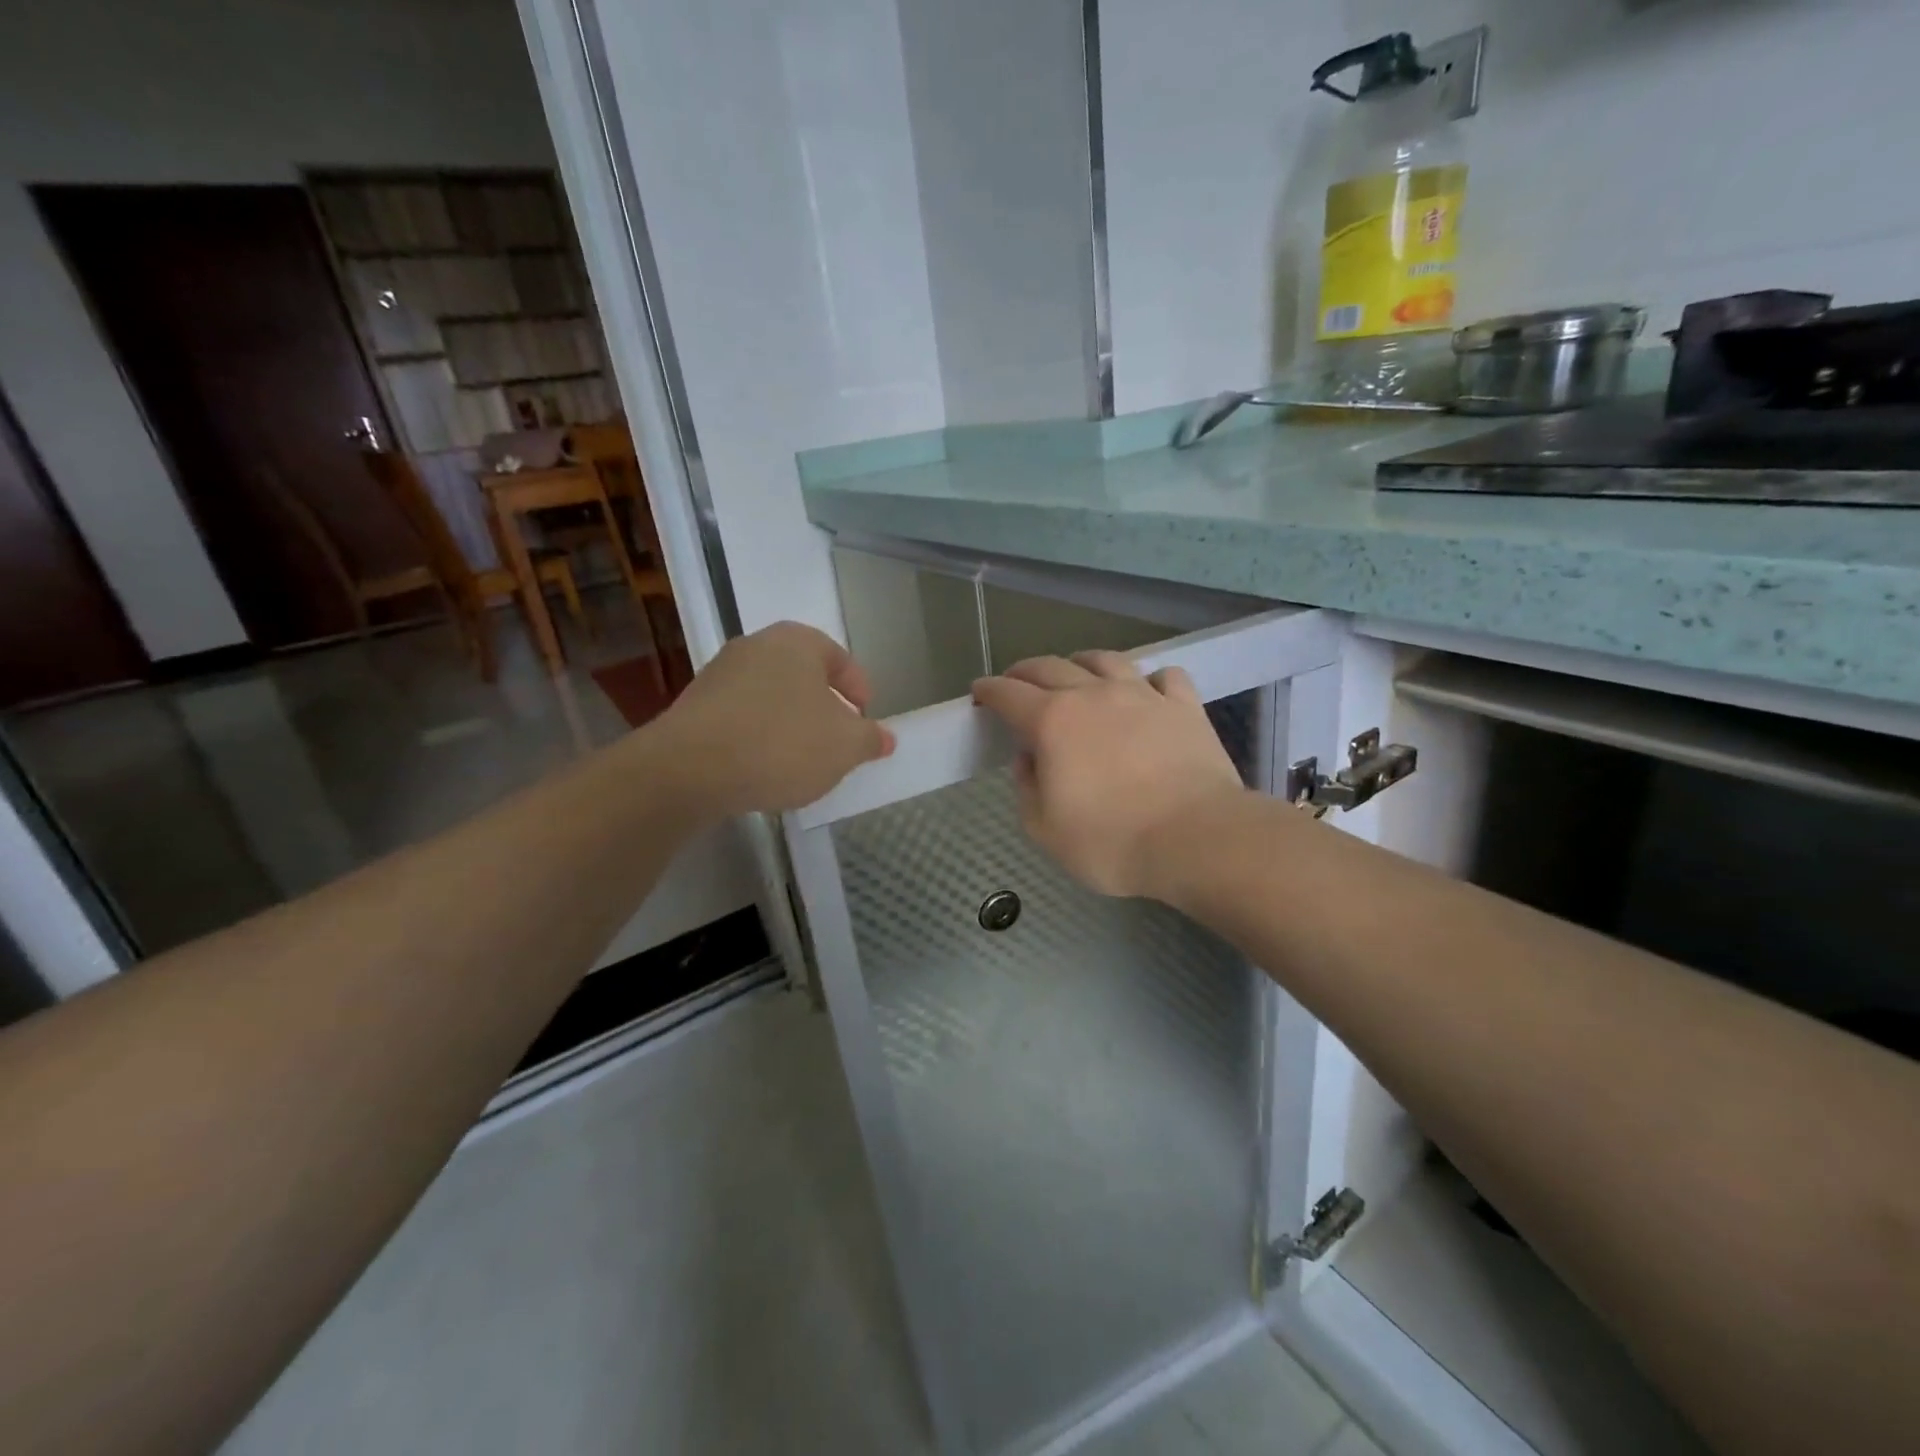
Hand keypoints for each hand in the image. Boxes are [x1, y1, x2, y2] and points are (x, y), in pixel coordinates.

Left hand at [651, 622, 894, 816]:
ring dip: (789, 722)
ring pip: (770, 696)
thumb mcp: (844, 746)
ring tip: (800, 760)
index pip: (840, 658)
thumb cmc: (781, 744)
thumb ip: (870, 738)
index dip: (859, 689)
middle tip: (837, 740)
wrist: (689, 769)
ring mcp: (719, 674)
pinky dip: (758, 736)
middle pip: (802, 675)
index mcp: (797, 642)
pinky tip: (762, 767)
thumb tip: (885, 737)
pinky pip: (740, 717)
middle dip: (823, 707)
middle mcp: (755, 646)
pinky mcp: (692, 706)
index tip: (865, 719)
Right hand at [972, 651, 1247, 898]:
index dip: (989, 690)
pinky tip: (1146, 692)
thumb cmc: (1112, 841)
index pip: (1008, 693)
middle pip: (1050, 667)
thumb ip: (1027, 788)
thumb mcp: (1046, 830)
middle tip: (1015, 682)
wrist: (1197, 838)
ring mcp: (1142, 695)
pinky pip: (1164, 676)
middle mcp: (1093, 695)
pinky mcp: (1184, 706)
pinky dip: (1147, 680)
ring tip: (1075, 673)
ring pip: (1105, 660)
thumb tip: (1029, 759)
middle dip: (1024, 671)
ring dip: (1080, 663)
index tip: (980, 692)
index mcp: (1052, 722)